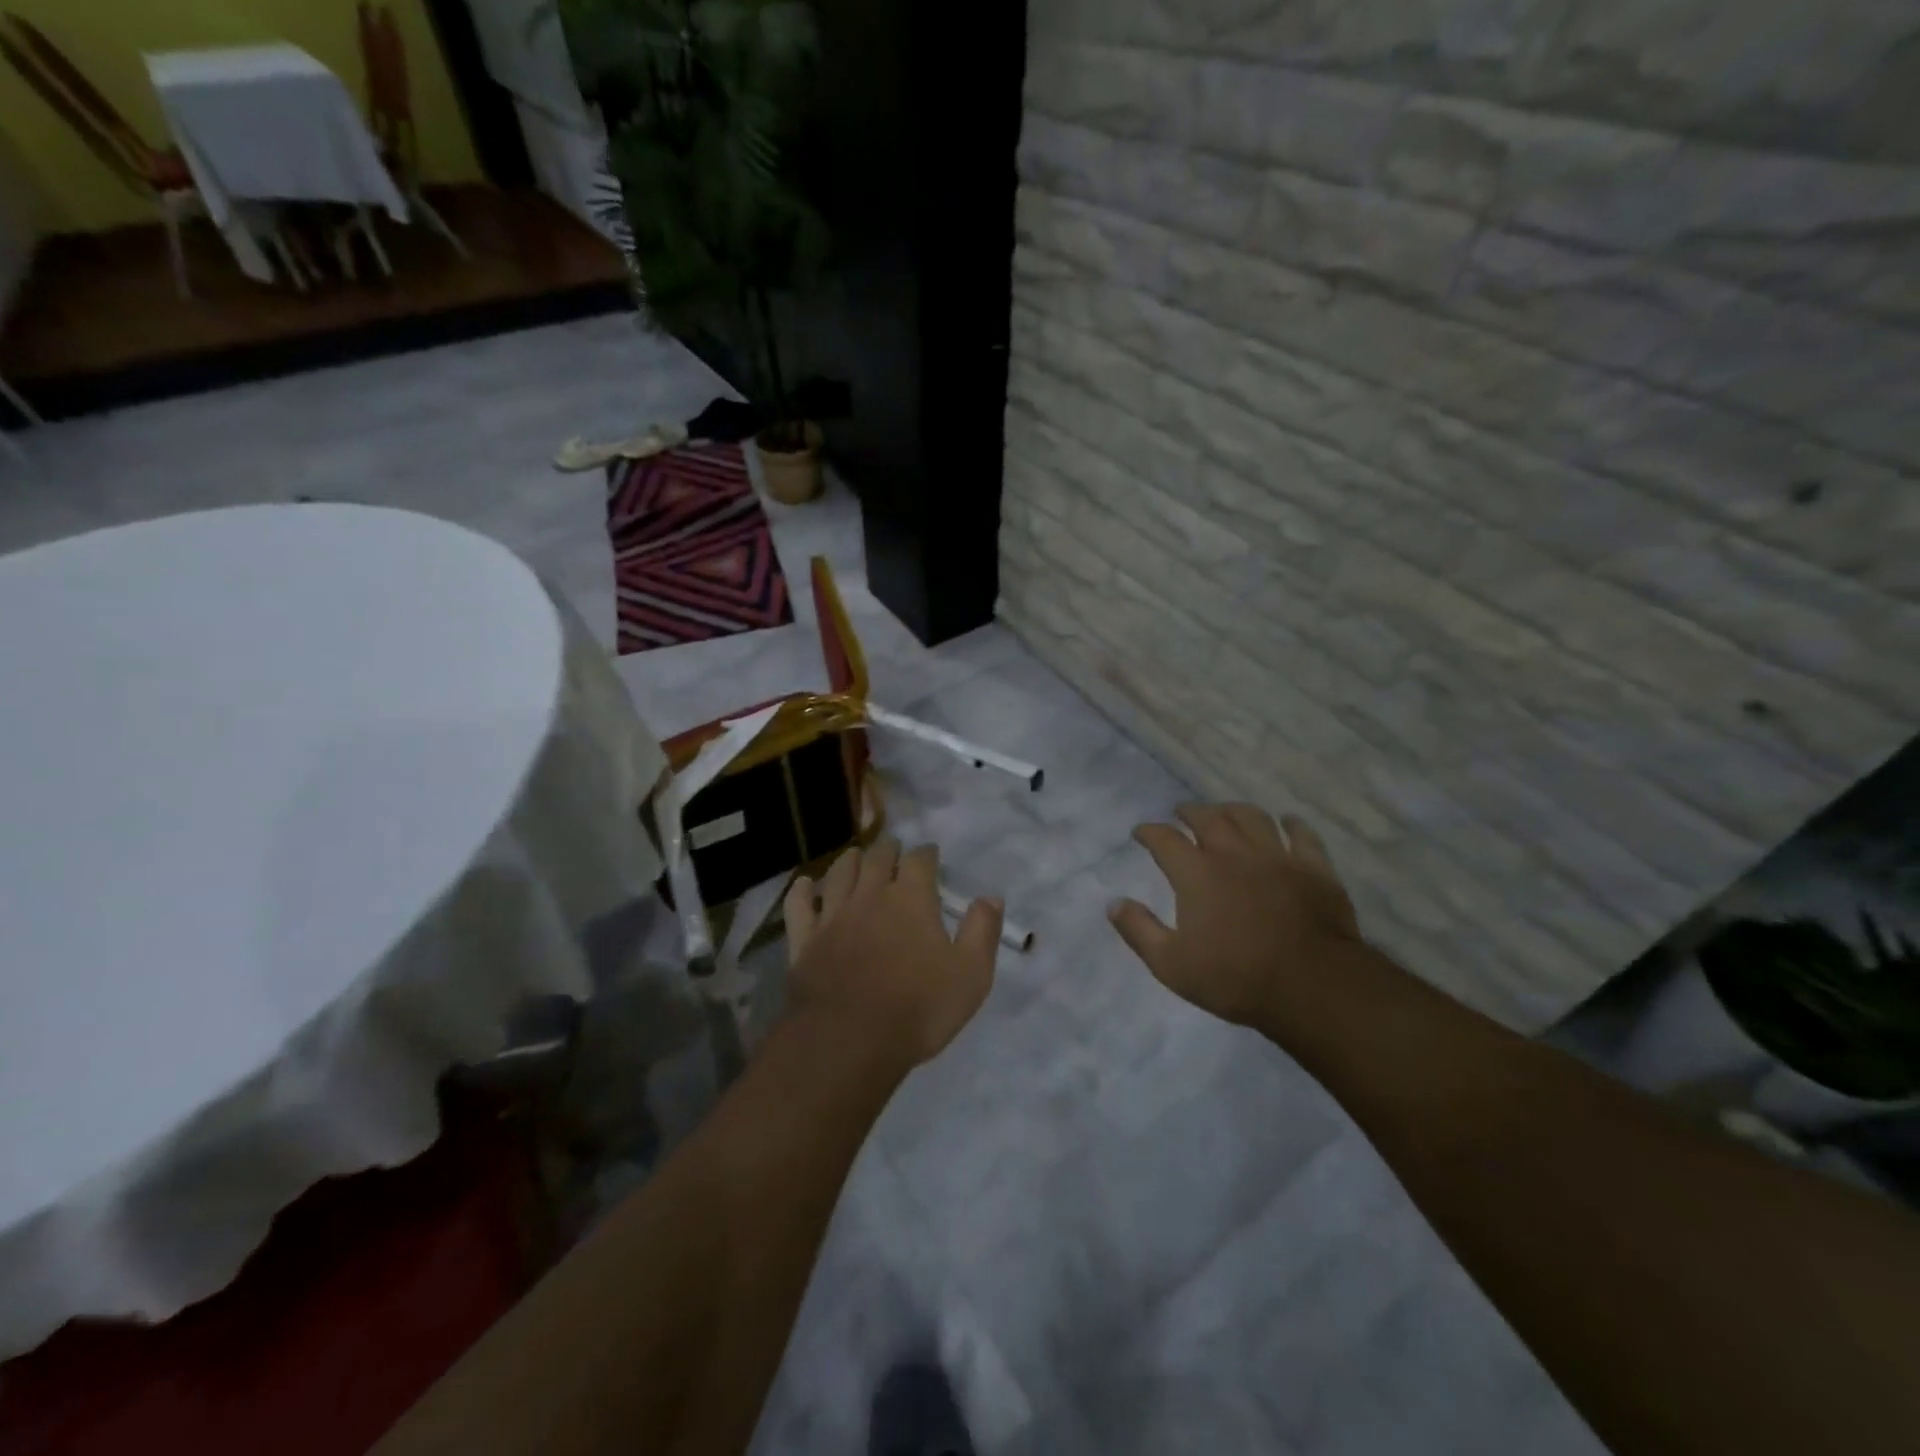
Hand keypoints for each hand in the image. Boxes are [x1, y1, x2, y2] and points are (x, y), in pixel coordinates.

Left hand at [782, 838, 1002, 1068]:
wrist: (849, 1041)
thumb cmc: (918, 1008)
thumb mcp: (970, 975)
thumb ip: (982, 931)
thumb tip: (991, 897)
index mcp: (911, 898)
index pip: (920, 860)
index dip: (926, 854)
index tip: (930, 854)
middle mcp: (870, 895)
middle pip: (877, 858)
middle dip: (887, 850)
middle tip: (893, 850)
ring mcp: (832, 915)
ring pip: (838, 873)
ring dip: (849, 861)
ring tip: (854, 856)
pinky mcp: (804, 940)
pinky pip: (799, 906)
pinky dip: (802, 891)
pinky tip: (804, 885)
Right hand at [1109, 803, 1364, 1031]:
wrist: (1312, 986)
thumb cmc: (1235, 978)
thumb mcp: (1171, 964)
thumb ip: (1139, 930)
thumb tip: (1113, 903)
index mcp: (1197, 874)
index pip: (1165, 839)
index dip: (1149, 832)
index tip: (1140, 832)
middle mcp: (1234, 854)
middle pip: (1209, 818)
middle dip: (1190, 811)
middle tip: (1182, 812)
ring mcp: (1277, 857)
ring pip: (1252, 817)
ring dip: (1234, 810)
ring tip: (1226, 811)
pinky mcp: (1314, 868)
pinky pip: (1303, 835)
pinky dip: (1293, 824)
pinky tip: (1288, 822)